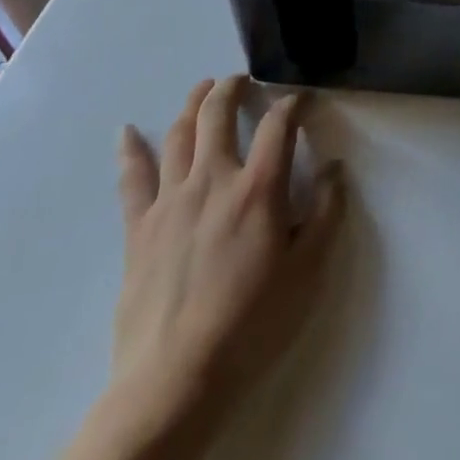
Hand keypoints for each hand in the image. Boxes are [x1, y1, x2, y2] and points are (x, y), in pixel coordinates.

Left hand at [105, 76, 343, 444]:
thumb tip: (333, 168)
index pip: (279, 125)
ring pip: (178, 135)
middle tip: (242, 78)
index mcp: (257, 188)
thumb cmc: (251, 324)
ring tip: (203, 89)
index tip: (302, 100)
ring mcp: (170, 201)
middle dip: (232, 88)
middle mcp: (212, 180)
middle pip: (218, 114)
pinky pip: (132, 179)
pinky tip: (126, 132)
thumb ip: (326, 212)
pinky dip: (129, 150)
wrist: (174, 380)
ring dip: (192, 104)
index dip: (293, 104)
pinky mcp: (138, 228)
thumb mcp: (308, 271)